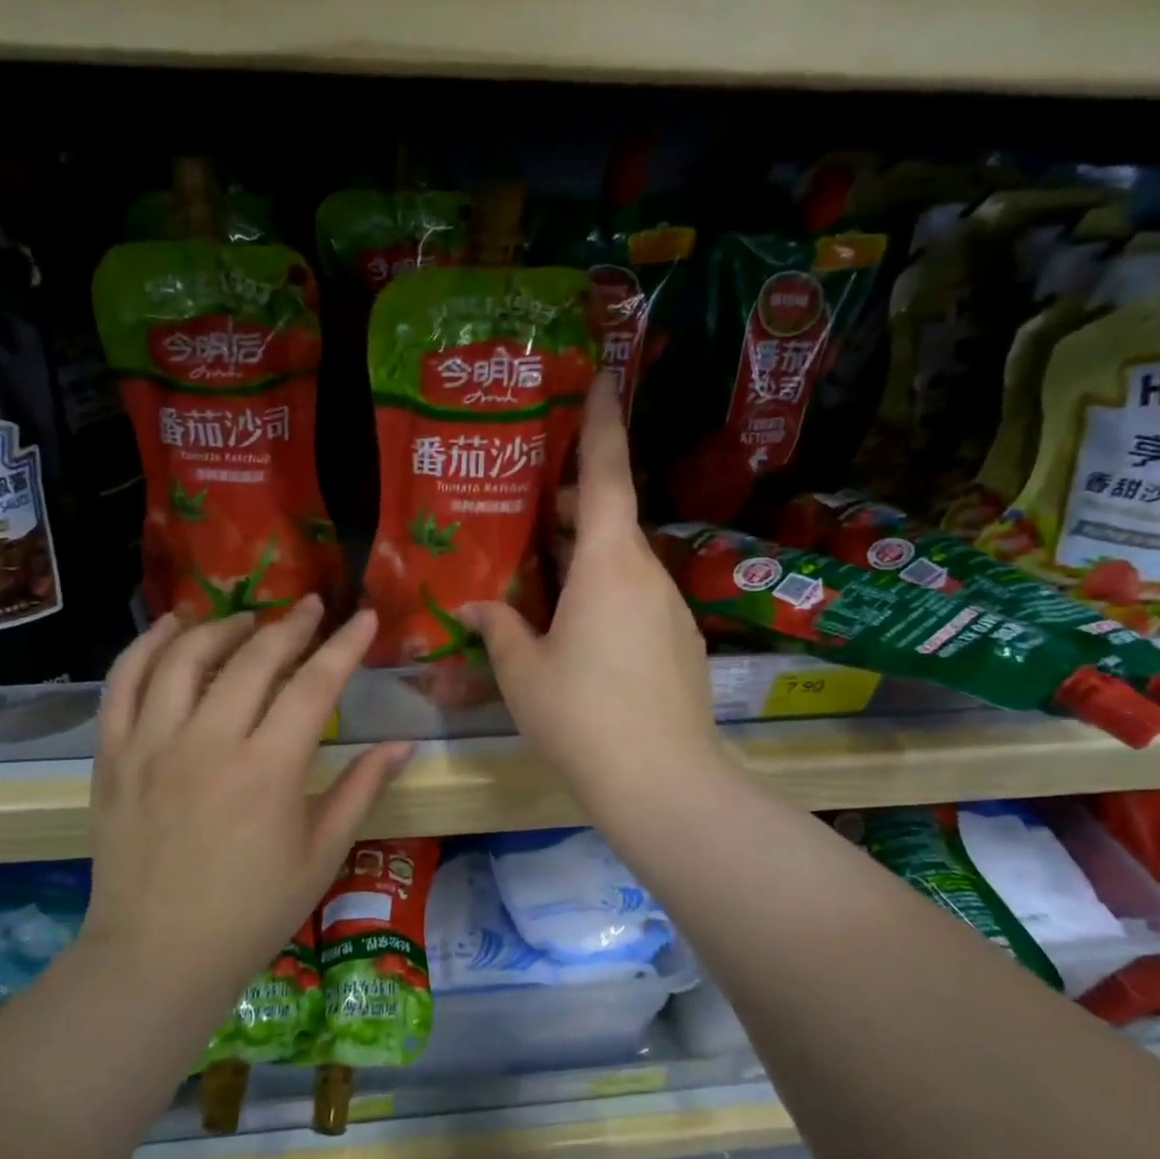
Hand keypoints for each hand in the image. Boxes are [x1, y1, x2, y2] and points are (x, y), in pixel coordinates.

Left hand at [88, 597, 412, 994]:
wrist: (157, 956)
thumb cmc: (252, 911)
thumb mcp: (322, 854)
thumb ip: (362, 789)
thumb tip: (403, 744)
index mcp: (267, 771)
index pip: (315, 685)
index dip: (345, 645)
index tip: (365, 617)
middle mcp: (208, 744)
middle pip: (253, 659)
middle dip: (290, 625)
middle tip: (311, 608)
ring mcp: (152, 745)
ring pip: (185, 657)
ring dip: (222, 627)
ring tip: (247, 621)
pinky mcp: (113, 756)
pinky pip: (123, 683)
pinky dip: (147, 646)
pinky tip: (171, 628)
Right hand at [465, 373, 725, 813]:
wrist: (663, 783)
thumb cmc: (582, 716)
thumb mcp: (524, 672)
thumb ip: (500, 629)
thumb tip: (478, 607)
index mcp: (608, 564)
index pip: (605, 474)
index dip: (602, 422)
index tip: (604, 375)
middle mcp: (647, 573)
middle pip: (610, 518)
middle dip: (570, 504)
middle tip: (527, 510)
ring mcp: (670, 610)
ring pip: (623, 562)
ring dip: (585, 555)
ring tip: (541, 576)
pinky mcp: (680, 643)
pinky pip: (636, 598)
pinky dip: (605, 593)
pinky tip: (577, 630)